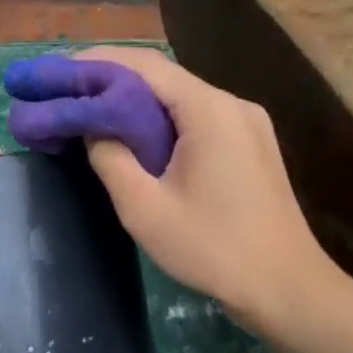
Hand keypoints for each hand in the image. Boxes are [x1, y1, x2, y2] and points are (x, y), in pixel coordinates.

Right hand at [72, 46, 343, 328]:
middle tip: (71, 88)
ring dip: (138, 98)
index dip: (99, 61)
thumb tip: (93, 129)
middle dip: (114, 77)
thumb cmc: (215, 251)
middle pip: (163, 75)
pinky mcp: (251, 142)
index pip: (145, 65)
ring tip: (95, 107)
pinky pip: (198, 114)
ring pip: (181, 94)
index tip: (62, 69)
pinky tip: (138, 132)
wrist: (291, 292)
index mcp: (209, 110)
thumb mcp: (146, 210)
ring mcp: (246, 122)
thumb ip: (111, 160)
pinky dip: (163, 116)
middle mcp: (231, 103)